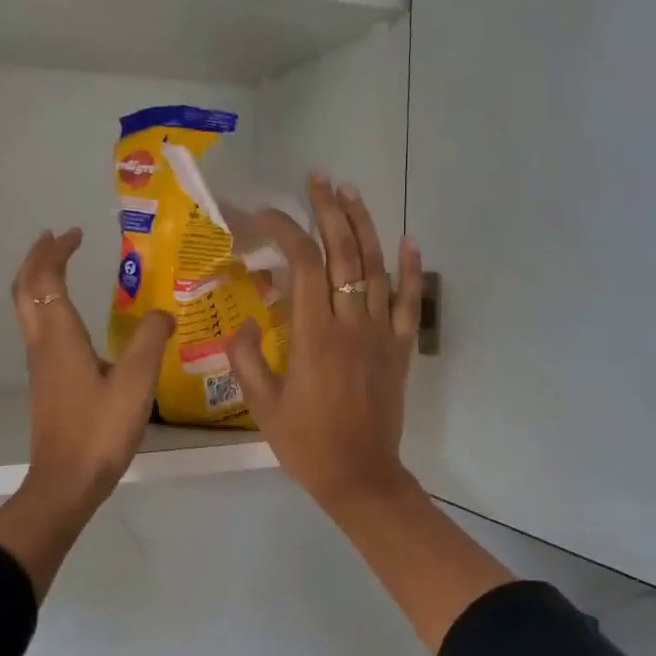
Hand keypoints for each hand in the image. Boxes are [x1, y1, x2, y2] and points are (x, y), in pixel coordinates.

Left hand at [0, 228, 173, 595]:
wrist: (66, 481)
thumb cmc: (100, 430)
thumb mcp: (136, 383)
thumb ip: (151, 341)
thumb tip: (163, 313)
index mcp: (60, 337)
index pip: (48, 279)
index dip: (56, 252)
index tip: (75, 233)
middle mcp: (42, 344)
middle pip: (25, 289)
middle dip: (37, 258)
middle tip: (56, 238)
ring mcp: (39, 365)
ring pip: (27, 309)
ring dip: (39, 281)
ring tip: (60, 266)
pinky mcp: (45, 383)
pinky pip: (38, 328)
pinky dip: (46, 305)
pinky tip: (71, 317)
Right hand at [224, 177, 423, 519]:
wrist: (360, 475)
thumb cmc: (306, 443)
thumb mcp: (262, 405)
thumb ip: (248, 359)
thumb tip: (244, 324)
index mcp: (314, 335)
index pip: (304, 263)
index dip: (286, 230)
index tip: (265, 216)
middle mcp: (351, 324)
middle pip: (344, 254)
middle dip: (329, 212)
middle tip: (318, 179)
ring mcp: (380, 334)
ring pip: (375, 268)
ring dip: (364, 227)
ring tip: (350, 194)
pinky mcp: (399, 348)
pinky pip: (408, 302)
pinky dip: (411, 270)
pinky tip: (409, 241)